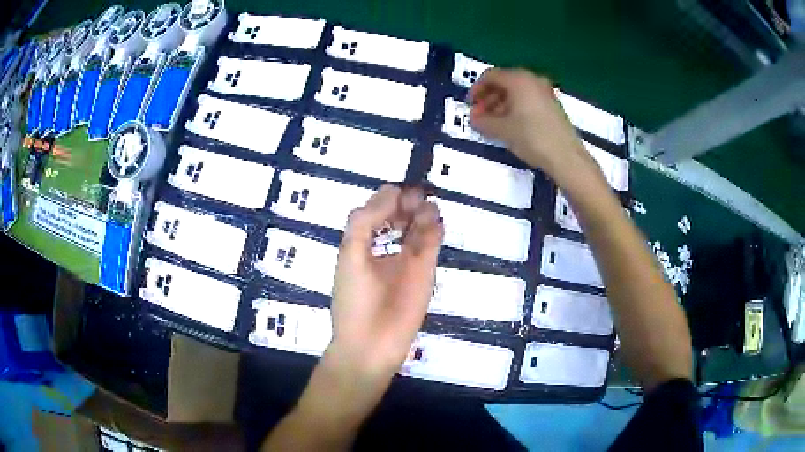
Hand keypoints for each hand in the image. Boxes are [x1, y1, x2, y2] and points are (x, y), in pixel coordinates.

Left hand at [329, 184, 442, 380]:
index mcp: (363, 242)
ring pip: (418, 224)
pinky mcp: (425, 271)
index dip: (387, 198)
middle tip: (414, 200)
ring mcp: (407, 259)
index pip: (376, 209)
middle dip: (407, 202)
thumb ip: (365, 221)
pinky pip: (432, 242)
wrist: (371, 344)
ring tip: (424, 210)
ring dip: (422, 212)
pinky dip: (435, 229)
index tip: (397, 194)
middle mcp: (386, 246)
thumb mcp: (351, 254)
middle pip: (400, 213)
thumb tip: (390, 192)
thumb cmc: (354, 300)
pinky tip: (433, 223)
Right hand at [468, 68, 590, 176]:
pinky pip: (527, 99)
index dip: (476, 90)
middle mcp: (532, 80)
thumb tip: (474, 118)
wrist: (566, 157)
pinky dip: (515, 108)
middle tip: (480, 117)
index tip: (470, 106)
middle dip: (488, 98)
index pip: (490, 76)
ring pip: (516, 92)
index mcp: (519, 80)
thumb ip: (482, 121)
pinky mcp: (552, 105)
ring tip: (493, 124)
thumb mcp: (502, 130)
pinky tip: (511, 126)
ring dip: (500, 105)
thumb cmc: (532, 138)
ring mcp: (545, 92)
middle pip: (503, 82)